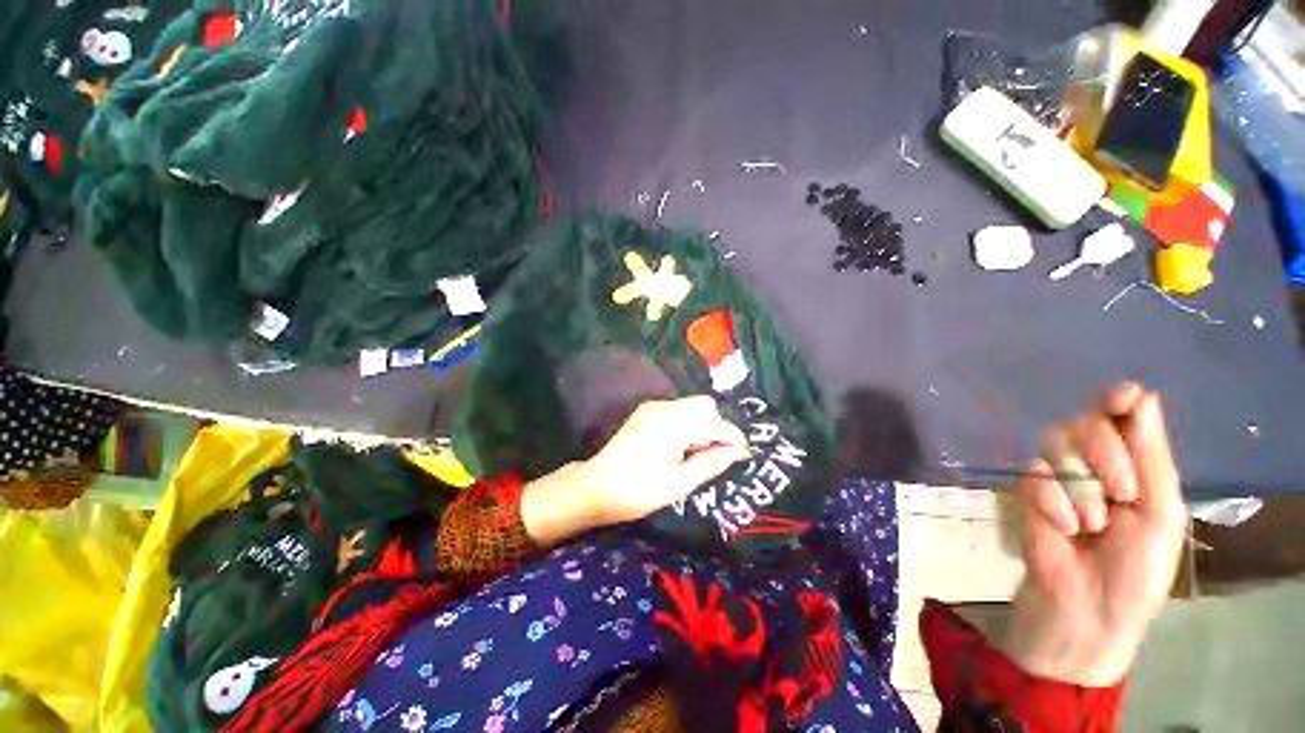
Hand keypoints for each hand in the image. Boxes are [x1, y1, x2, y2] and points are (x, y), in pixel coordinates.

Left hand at [521, 396, 749, 546]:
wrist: (595, 487)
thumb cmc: (636, 492)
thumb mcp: (677, 484)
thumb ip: (710, 464)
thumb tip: (737, 452)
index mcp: (671, 425)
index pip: (715, 422)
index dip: (733, 438)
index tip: (743, 456)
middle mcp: (663, 408)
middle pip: (705, 406)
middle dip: (718, 428)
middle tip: (715, 455)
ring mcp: (653, 407)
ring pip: (693, 406)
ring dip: (704, 425)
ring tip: (697, 453)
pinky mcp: (647, 411)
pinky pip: (679, 410)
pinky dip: (690, 424)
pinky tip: (682, 446)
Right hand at [1004, 382, 1187, 686]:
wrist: (1087, 609)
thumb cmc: (1137, 571)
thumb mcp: (1160, 514)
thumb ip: (1151, 457)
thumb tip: (1140, 396)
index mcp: (1134, 466)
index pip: (1122, 416)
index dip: (1120, 400)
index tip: (1122, 397)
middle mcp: (1093, 464)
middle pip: (1086, 422)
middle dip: (1105, 452)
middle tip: (1123, 491)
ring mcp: (1056, 478)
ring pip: (1055, 444)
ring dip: (1080, 484)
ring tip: (1091, 524)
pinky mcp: (1025, 493)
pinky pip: (1033, 475)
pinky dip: (1052, 501)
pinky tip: (1065, 528)